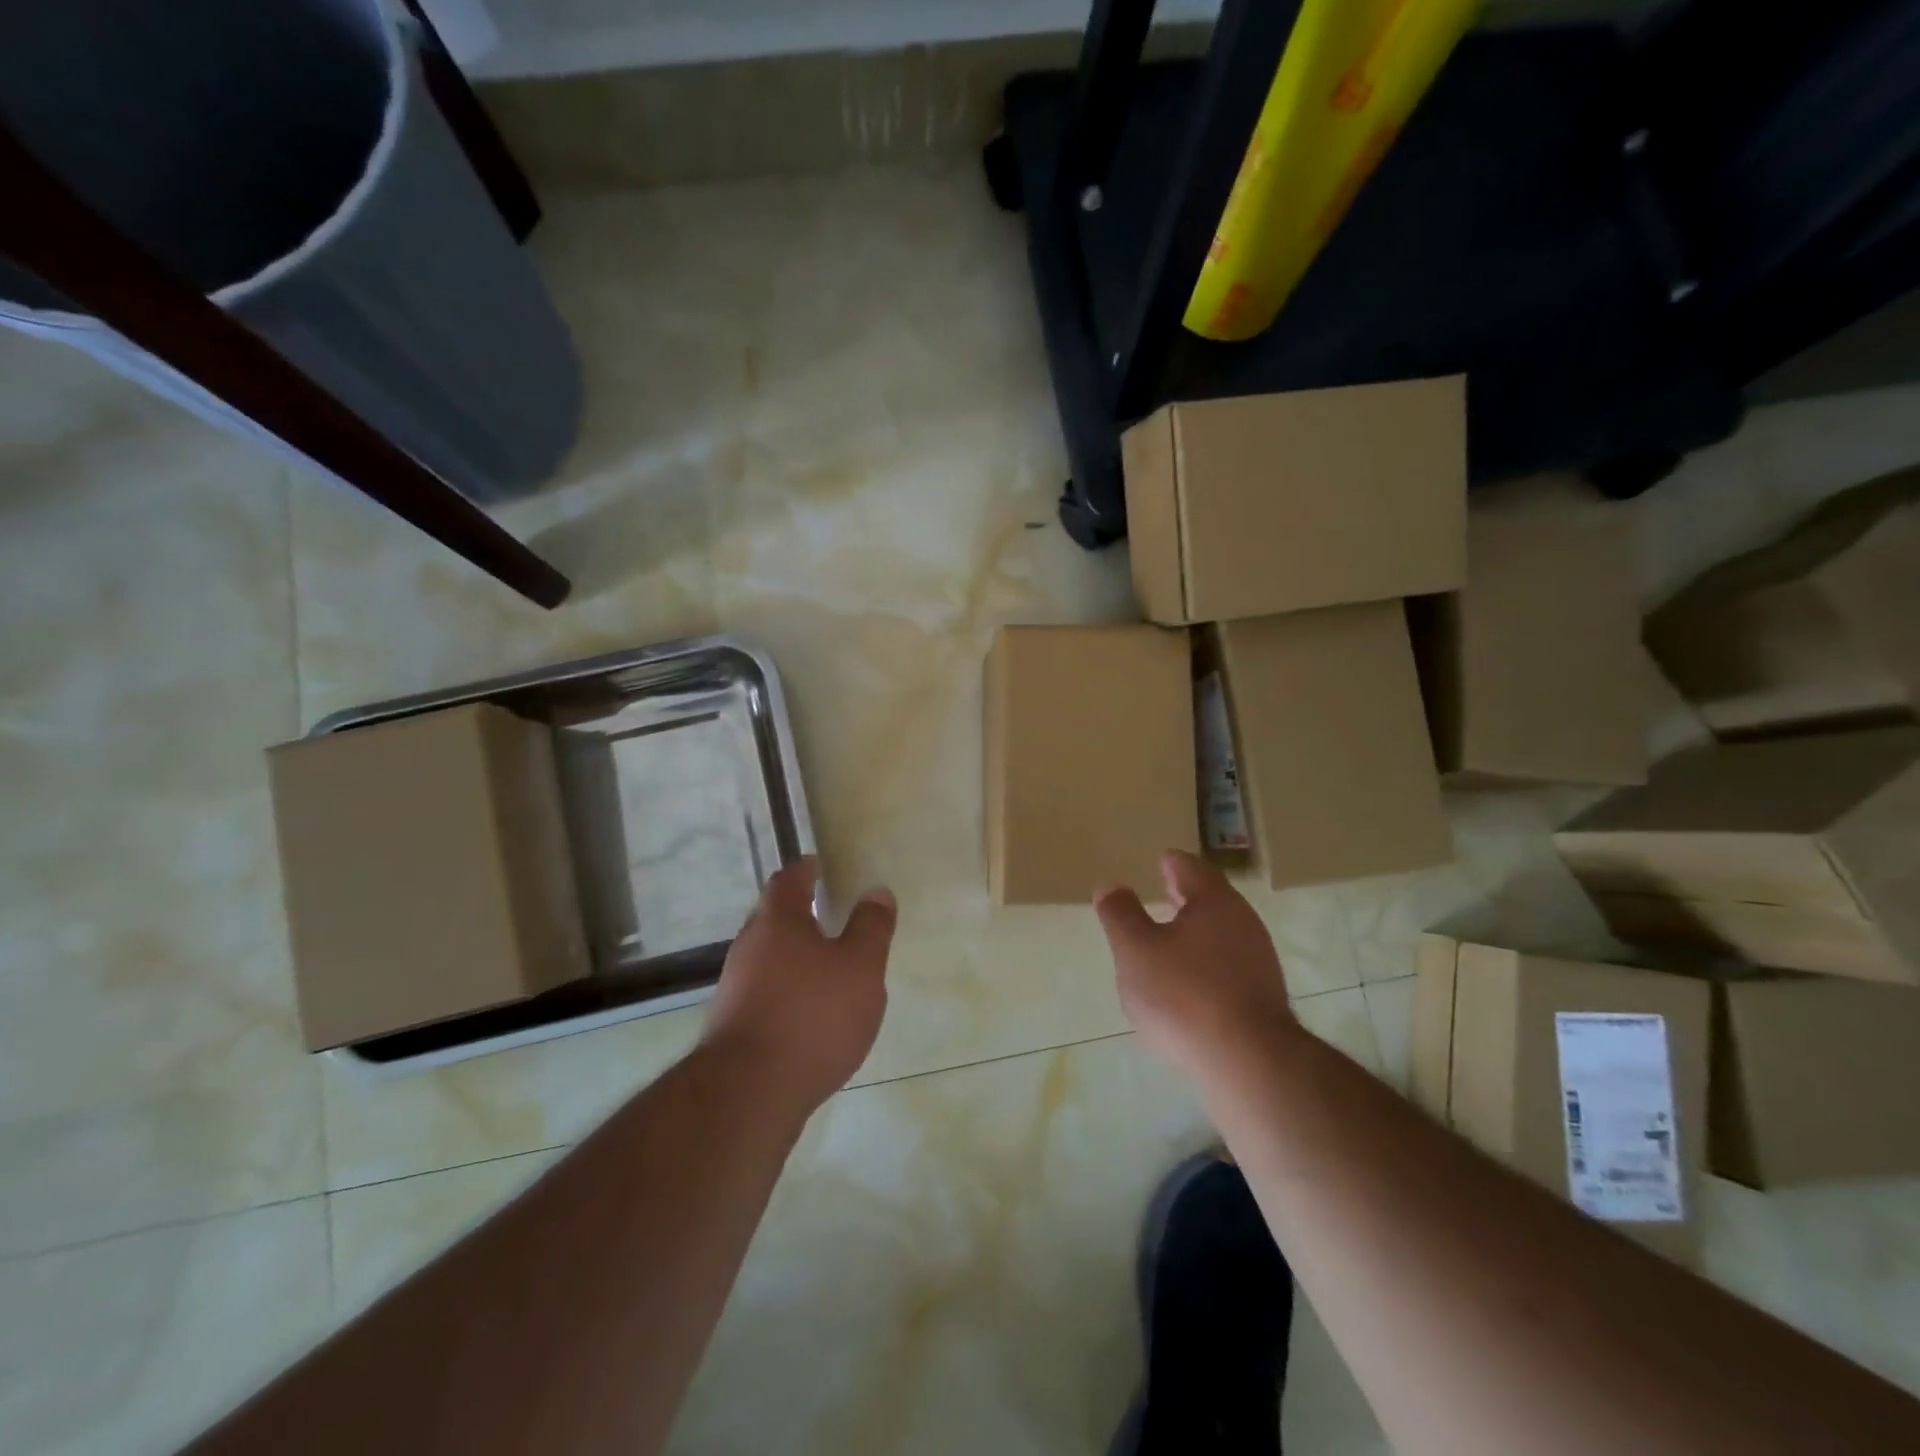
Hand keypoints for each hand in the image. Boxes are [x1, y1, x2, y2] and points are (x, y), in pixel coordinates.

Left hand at [701, 857, 895, 1112]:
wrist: (748, 1093)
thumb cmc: (812, 1015)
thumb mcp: (860, 967)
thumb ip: (871, 928)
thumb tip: (876, 891)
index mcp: (778, 921)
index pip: (788, 880)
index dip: (805, 869)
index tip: (818, 864)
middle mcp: (749, 947)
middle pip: (771, 916)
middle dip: (796, 911)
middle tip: (825, 910)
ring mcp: (734, 987)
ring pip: (765, 956)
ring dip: (791, 953)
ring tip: (822, 963)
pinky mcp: (732, 1026)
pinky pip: (762, 990)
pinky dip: (784, 988)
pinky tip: (806, 1010)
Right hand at [1094, 850, 1294, 1078]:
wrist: (1248, 1062)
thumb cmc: (1183, 994)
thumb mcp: (1135, 951)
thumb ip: (1120, 915)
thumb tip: (1111, 885)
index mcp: (1214, 901)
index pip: (1190, 868)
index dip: (1171, 864)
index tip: (1159, 863)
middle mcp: (1243, 922)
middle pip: (1211, 898)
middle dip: (1186, 896)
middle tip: (1164, 892)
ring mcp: (1259, 961)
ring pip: (1223, 933)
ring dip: (1197, 931)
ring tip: (1170, 940)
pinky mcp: (1264, 997)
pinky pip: (1230, 965)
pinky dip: (1208, 963)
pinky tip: (1190, 984)